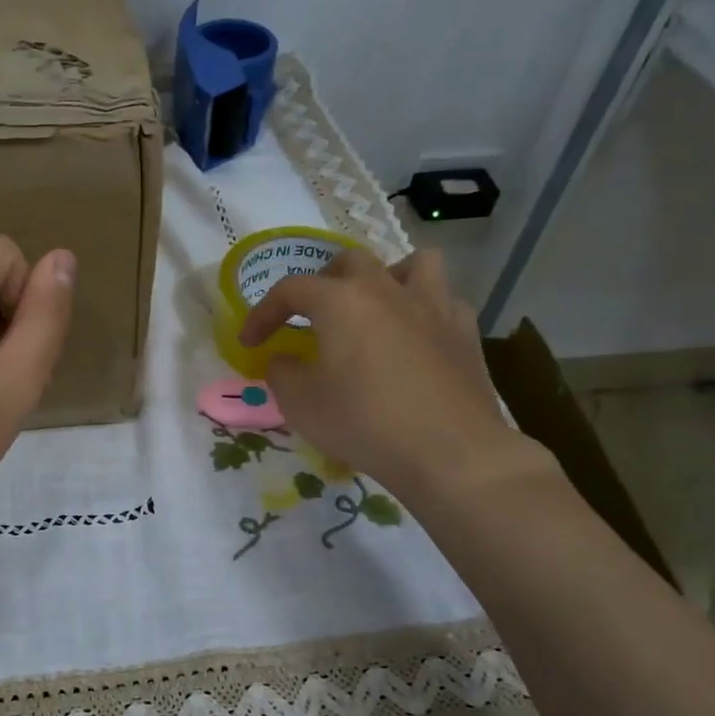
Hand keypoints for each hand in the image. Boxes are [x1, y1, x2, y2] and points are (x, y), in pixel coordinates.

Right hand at [237, 248, 555, 512]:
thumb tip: (285, 360)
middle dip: (322, 284)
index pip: (290, 289)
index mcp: (341, 301)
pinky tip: (416, 337)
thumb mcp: (300, 404)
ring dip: (386, 278)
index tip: (249, 342)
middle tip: (311, 318)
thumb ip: (282, 373)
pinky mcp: (465, 331)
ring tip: (375, 309)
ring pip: (411, 264)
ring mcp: (433, 305)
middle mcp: (387, 289)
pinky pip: (443, 300)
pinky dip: (423, 310)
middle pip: (349, 263)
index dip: (263, 313)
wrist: (448, 451)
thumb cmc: (363, 422)